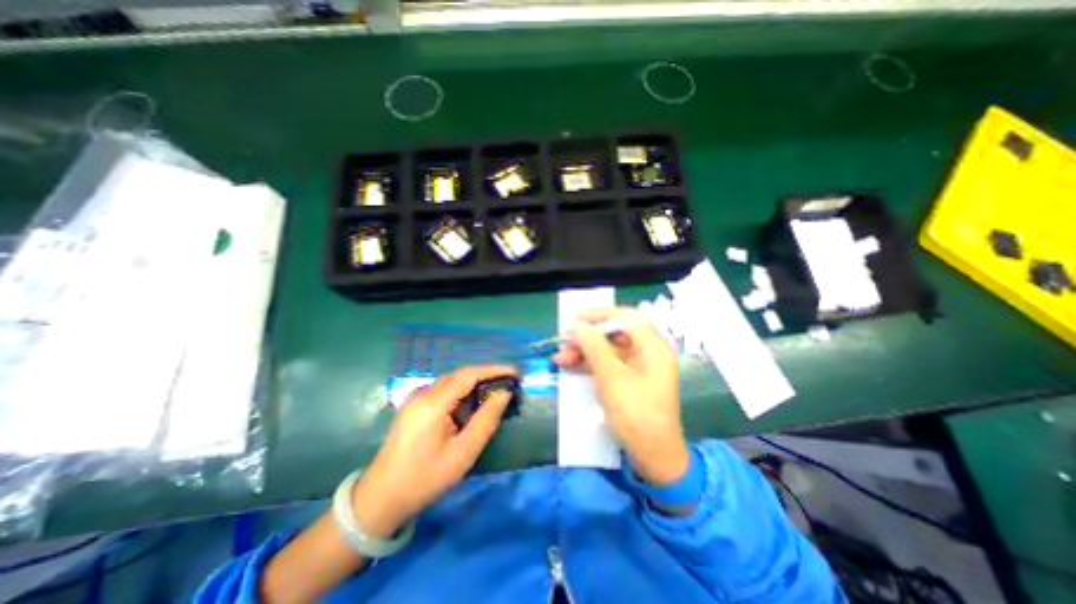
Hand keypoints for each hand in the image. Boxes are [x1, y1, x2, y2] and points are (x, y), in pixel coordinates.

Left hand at [349, 364, 516, 536]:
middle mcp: (422, 393)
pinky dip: (462, 392)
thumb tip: (504, 393)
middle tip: (509, 383)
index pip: (468, 374)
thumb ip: (486, 420)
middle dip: (486, 375)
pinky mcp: (414, 405)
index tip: (515, 372)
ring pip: (452, 381)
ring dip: (474, 384)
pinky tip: (471, 405)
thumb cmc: (425, 478)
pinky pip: (443, 390)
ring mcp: (415, 397)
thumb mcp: (463, 453)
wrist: (380, 498)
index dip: (494, 369)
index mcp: (433, 403)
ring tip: (495, 392)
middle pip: (460, 375)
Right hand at [556, 306, 688, 484]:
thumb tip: (578, 325)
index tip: (576, 318)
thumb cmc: (636, 414)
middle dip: (587, 337)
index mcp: (653, 346)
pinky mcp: (629, 381)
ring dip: (584, 352)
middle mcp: (648, 352)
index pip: (626, 317)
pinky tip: (570, 367)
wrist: (653, 457)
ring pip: (608, 350)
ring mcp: (639, 368)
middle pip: (615, 334)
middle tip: (564, 341)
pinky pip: (608, 364)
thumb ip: (594, 347)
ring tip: (560, 358)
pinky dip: (590, 364)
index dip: (600, 315)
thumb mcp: (611, 377)